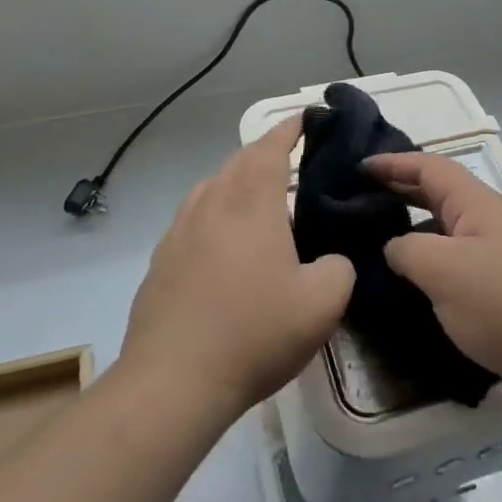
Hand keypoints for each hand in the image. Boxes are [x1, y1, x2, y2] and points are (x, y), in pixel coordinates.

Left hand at [122, 117, 354, 420]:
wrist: (172, 382)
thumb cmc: (253, 333)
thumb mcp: (323, 303)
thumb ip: (340, 268)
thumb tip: (331, 260)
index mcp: (252, 202)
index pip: (271, 146)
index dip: (290, 128)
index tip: (306, 119)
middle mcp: (212, 203)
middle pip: (239, 161)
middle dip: (266, 153)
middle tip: (292, 163)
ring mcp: (180, 230)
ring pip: (211, 188)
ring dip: (237, 182)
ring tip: (259, 202)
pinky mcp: (161, 260)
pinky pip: (193, 219)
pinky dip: (214, 215)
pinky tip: (224, 247)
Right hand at [366, 153, 501, 400]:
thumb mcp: (441, 270)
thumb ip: (406, 249)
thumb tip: (394, 247)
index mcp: (475, 202)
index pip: (428, 167)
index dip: (393, 163)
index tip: (359, 167)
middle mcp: (488, 217)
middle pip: (439, 192)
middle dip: (401, 189)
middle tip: (362, 197)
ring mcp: (499, 249)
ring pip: (447, 226)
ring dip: (414, 225)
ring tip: (378, 238)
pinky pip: (457, 254)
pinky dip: (431, 255)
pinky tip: (414, 277)